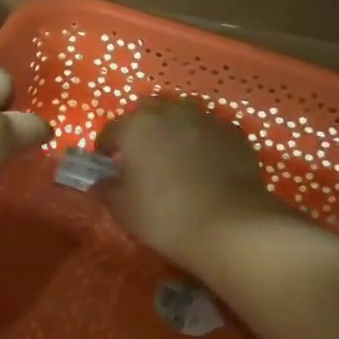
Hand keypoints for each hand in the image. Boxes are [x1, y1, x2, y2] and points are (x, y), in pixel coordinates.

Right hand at [98, 99, 275, 269]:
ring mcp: (205, 119)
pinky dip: (202, 142)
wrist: (231, 225)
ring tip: (175, 158)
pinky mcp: (234, 133)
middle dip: (140, 131)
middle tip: (142, 158)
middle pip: (146, 113)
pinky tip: (205, 165)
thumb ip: (106, 188)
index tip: (107, 167)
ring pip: (181, 116)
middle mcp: (169, 113)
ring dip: (173, 131)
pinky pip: (209, 131)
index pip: (110, 131)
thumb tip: (104, 181)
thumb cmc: (165, 215)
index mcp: (135, 127)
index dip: (105, 150)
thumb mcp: (123, 209)